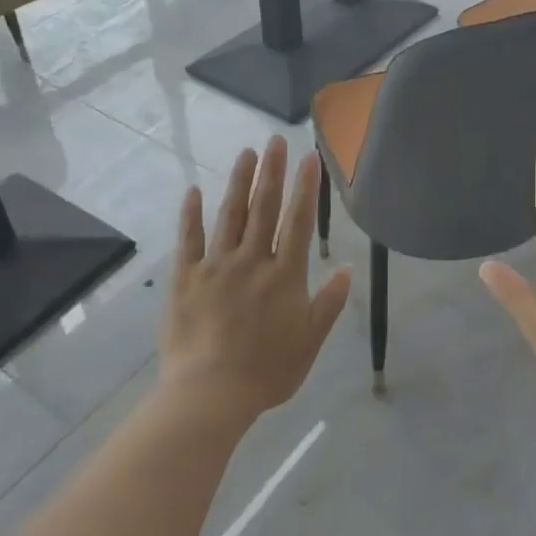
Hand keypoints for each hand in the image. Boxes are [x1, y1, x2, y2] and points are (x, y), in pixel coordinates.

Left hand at [164, 136, 351, 418]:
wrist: (210, 395)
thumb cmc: (267, 371)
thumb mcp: (310, 341)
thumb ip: (329, 303)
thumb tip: (348, 268)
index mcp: (284, 275)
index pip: (298, 221)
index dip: (305, 187)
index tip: (309, 158)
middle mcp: (251, 260)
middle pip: (264, 208)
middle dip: (272, 171)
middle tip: (275, 140)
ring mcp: (216, 266)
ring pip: (230, 215)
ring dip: (238, 181)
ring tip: (246, 153)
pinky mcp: (186, 278)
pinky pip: (189, 239)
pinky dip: (192, 214)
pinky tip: (194, 191)